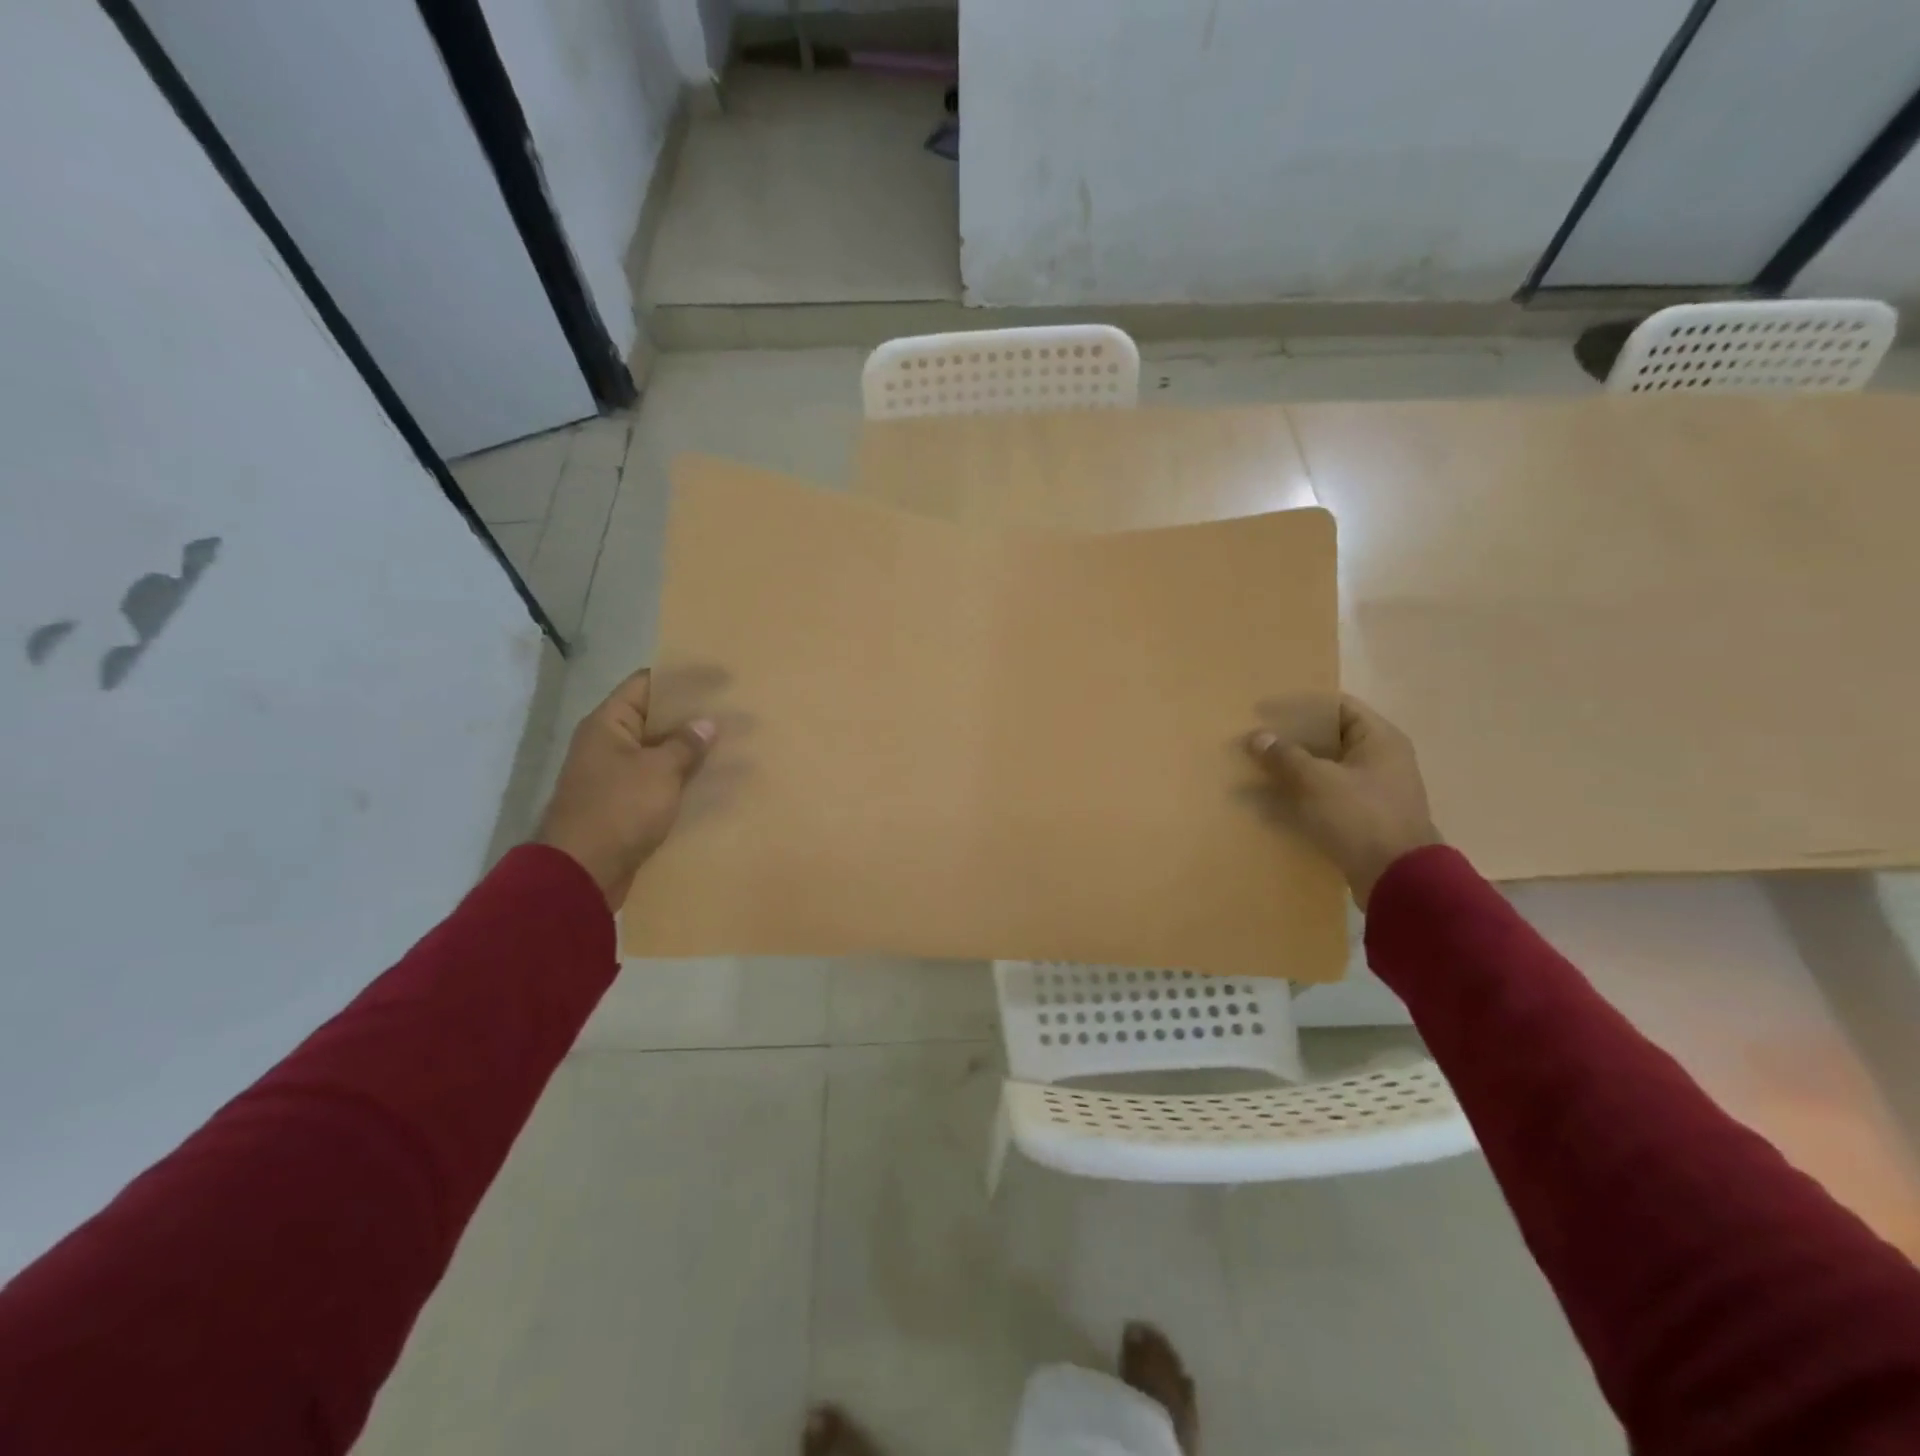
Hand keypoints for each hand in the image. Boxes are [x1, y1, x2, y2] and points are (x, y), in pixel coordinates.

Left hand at [533, 668, 716, 909]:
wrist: (583, 871)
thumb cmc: (619, 809)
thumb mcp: (659, 771)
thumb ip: (685, 744)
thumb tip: (707, 723)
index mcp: (608, 725)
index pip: (645, 684)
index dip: (681, 679)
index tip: (718, 678)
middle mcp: (609, 744)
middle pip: (654, 718)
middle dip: (691, 716)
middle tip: (732, 711)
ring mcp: (616, 776)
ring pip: (659, 753)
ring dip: (689, 751)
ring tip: (731, 744)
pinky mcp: (625, 804)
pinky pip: (659, 782)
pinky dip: (682, 779)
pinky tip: (714, 781)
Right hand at [1246, 695, 1440, 907]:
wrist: (1398, 879)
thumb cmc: (1360, 817)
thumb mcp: (1316, 781)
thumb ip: (1285, 756)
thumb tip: (1257, 736)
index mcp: (1379, 739)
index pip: (1337, 706)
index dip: (1299, 706)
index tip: (1264, 712)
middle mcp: (1380, 759)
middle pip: (1329, 738)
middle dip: (1291, 740)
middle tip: (1256, 742)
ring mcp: (1373, 790)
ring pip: (1325, 769)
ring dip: (1293, 770)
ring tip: (1256, 771)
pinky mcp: (1363, 818)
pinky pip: (1326, 796)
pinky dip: (1301, 795)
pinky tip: (1272, 803)